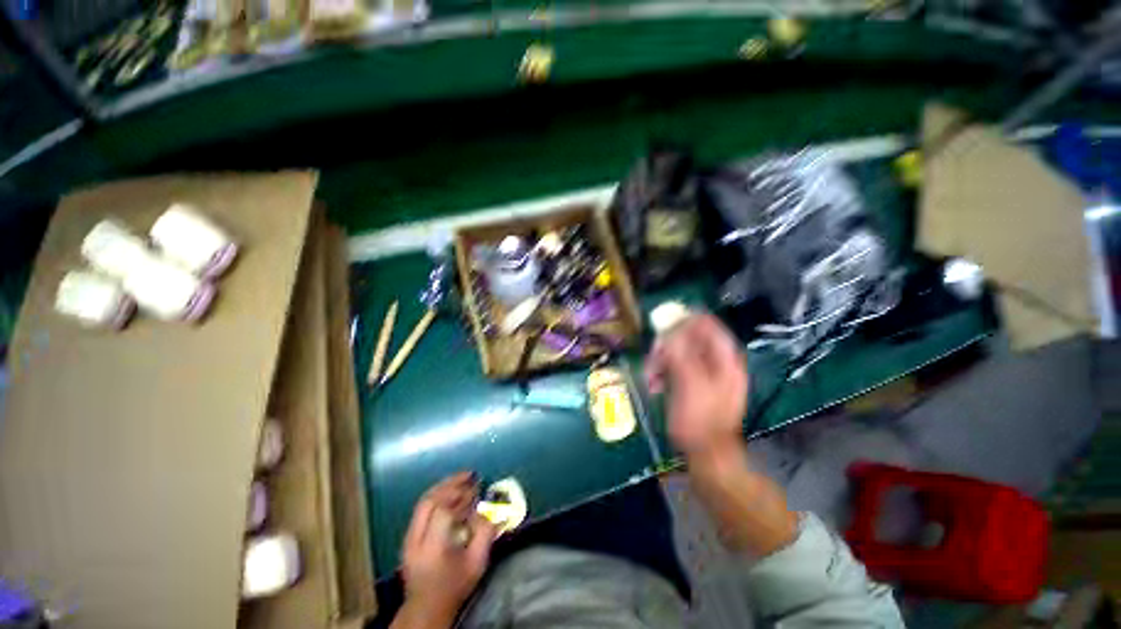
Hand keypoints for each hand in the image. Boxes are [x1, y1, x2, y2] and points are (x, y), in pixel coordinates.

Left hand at [397, 472, 495, 627]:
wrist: (426, 609)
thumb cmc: (455, 587)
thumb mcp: (477, 564)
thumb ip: (485, 534)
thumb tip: (491, 509)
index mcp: (433, 548)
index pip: (444, 512)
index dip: (462, 498)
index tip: (477, 490)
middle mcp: (416, 540)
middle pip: (429, 502)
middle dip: (450, 484)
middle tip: (469, 475)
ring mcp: (409, 538)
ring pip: (423, 503)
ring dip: (443, 487)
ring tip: (461, 479)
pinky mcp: (408, 537)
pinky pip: (421, 509)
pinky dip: (436, 496)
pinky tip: (449, 493)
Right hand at [645, 313, 748, 456]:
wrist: (706, 454)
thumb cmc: (700, 419)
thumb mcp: (689, 384)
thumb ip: (680, 353)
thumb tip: (670, 329)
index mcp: (724, 359)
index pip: (708, 325)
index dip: (686, 320)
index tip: (663, 323)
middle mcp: (716, 362)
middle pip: (689, 338)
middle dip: (667, 346)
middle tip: (653, 355)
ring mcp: (704, 373)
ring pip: (678, 353)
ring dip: (660, 361)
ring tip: (650, 377)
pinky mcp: (692, 383)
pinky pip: (674, 368)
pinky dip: (662, 373)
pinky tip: (654, 385)